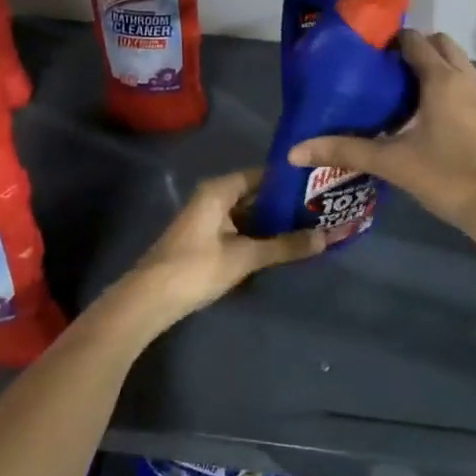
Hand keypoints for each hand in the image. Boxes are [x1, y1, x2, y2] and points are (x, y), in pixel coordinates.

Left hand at [115, 168, 324, 329]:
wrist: (148, 300)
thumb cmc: (196, 268)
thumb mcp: (245, 257)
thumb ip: (285, 246)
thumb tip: (327, 238)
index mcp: (220, 190)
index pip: (263, 174)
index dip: (290, 181)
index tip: (319, 186)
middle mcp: (213, 198)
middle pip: (256, 195)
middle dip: (286, 204)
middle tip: (321, 209)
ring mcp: (208, 220)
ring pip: (249, 214)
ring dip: (273, 222)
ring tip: (309, 226)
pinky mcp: (205, 240)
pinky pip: (240, 229)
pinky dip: (259, 235)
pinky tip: (282, 245)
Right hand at [288, 29, 475, 252]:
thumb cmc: (447, 177)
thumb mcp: (392, 163)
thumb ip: (345, 151)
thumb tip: (295, 151)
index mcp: (441, 79)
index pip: (414, 40)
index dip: (390, 40)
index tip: (365, 51)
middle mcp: (464, 78)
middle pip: (439, 44)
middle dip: (414, 48)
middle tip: (382, 69)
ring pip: (455, 63)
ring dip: (432, 65)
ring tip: (399, 88)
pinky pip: (464, 83)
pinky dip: (446, 84)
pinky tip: (424, 112)